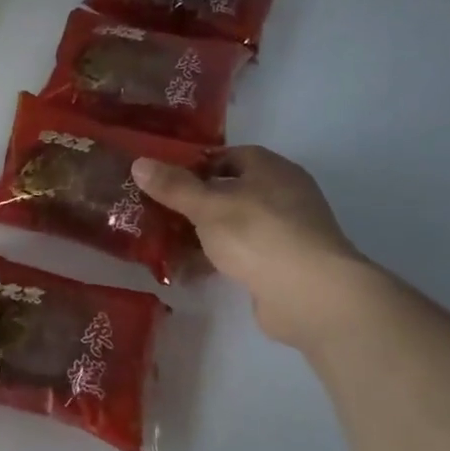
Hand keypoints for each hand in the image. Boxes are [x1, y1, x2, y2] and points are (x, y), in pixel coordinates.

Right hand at [131, 146, 373, 344]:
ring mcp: (284, 232)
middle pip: (229, 192)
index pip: (229, 156)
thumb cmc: (259, 234)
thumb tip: (138, 162)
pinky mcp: (281, 266)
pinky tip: (187, 272)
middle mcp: (282, 195)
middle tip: (156, 213)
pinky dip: (215, 260)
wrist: (310, 294)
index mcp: (270, 169)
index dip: (196, 165)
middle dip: (193, 204)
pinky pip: (240, 255)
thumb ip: (173, 186)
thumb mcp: (208, 206)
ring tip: (162, 245)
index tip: (163, 179)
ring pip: (232, 226)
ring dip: (201, 236)